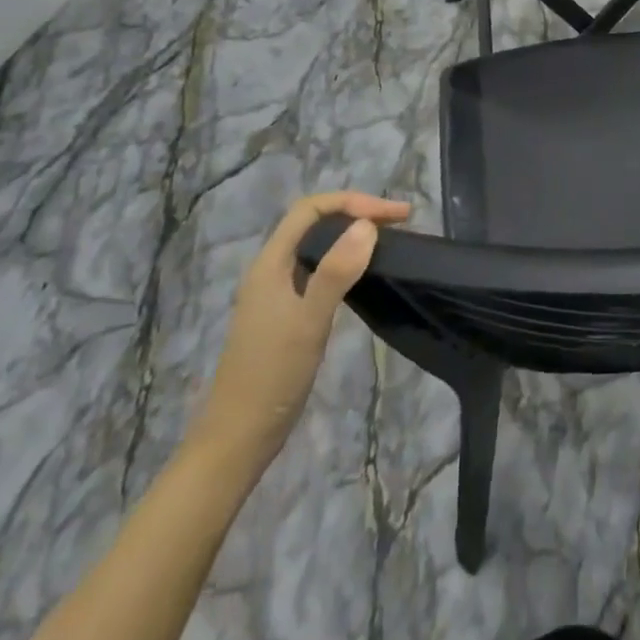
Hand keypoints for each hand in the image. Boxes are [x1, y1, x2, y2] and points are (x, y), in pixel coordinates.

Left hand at [185, 191, 410, 477]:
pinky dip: (346, 261)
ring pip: (318, 246)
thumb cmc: (272, 376)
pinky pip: (320, 269)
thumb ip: (336, 271)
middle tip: (401, 223)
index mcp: (271, 263)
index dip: (354, 202)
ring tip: (390, 241)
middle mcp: (272, 269)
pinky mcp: (288, 313)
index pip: (311, 209)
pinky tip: (365, 275)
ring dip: (353, 235)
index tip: (395, 216)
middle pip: (315, 222)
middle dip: (357, 213)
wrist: (238, 438)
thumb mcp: (309, 321)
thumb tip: (368, 225)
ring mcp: (278, 292)